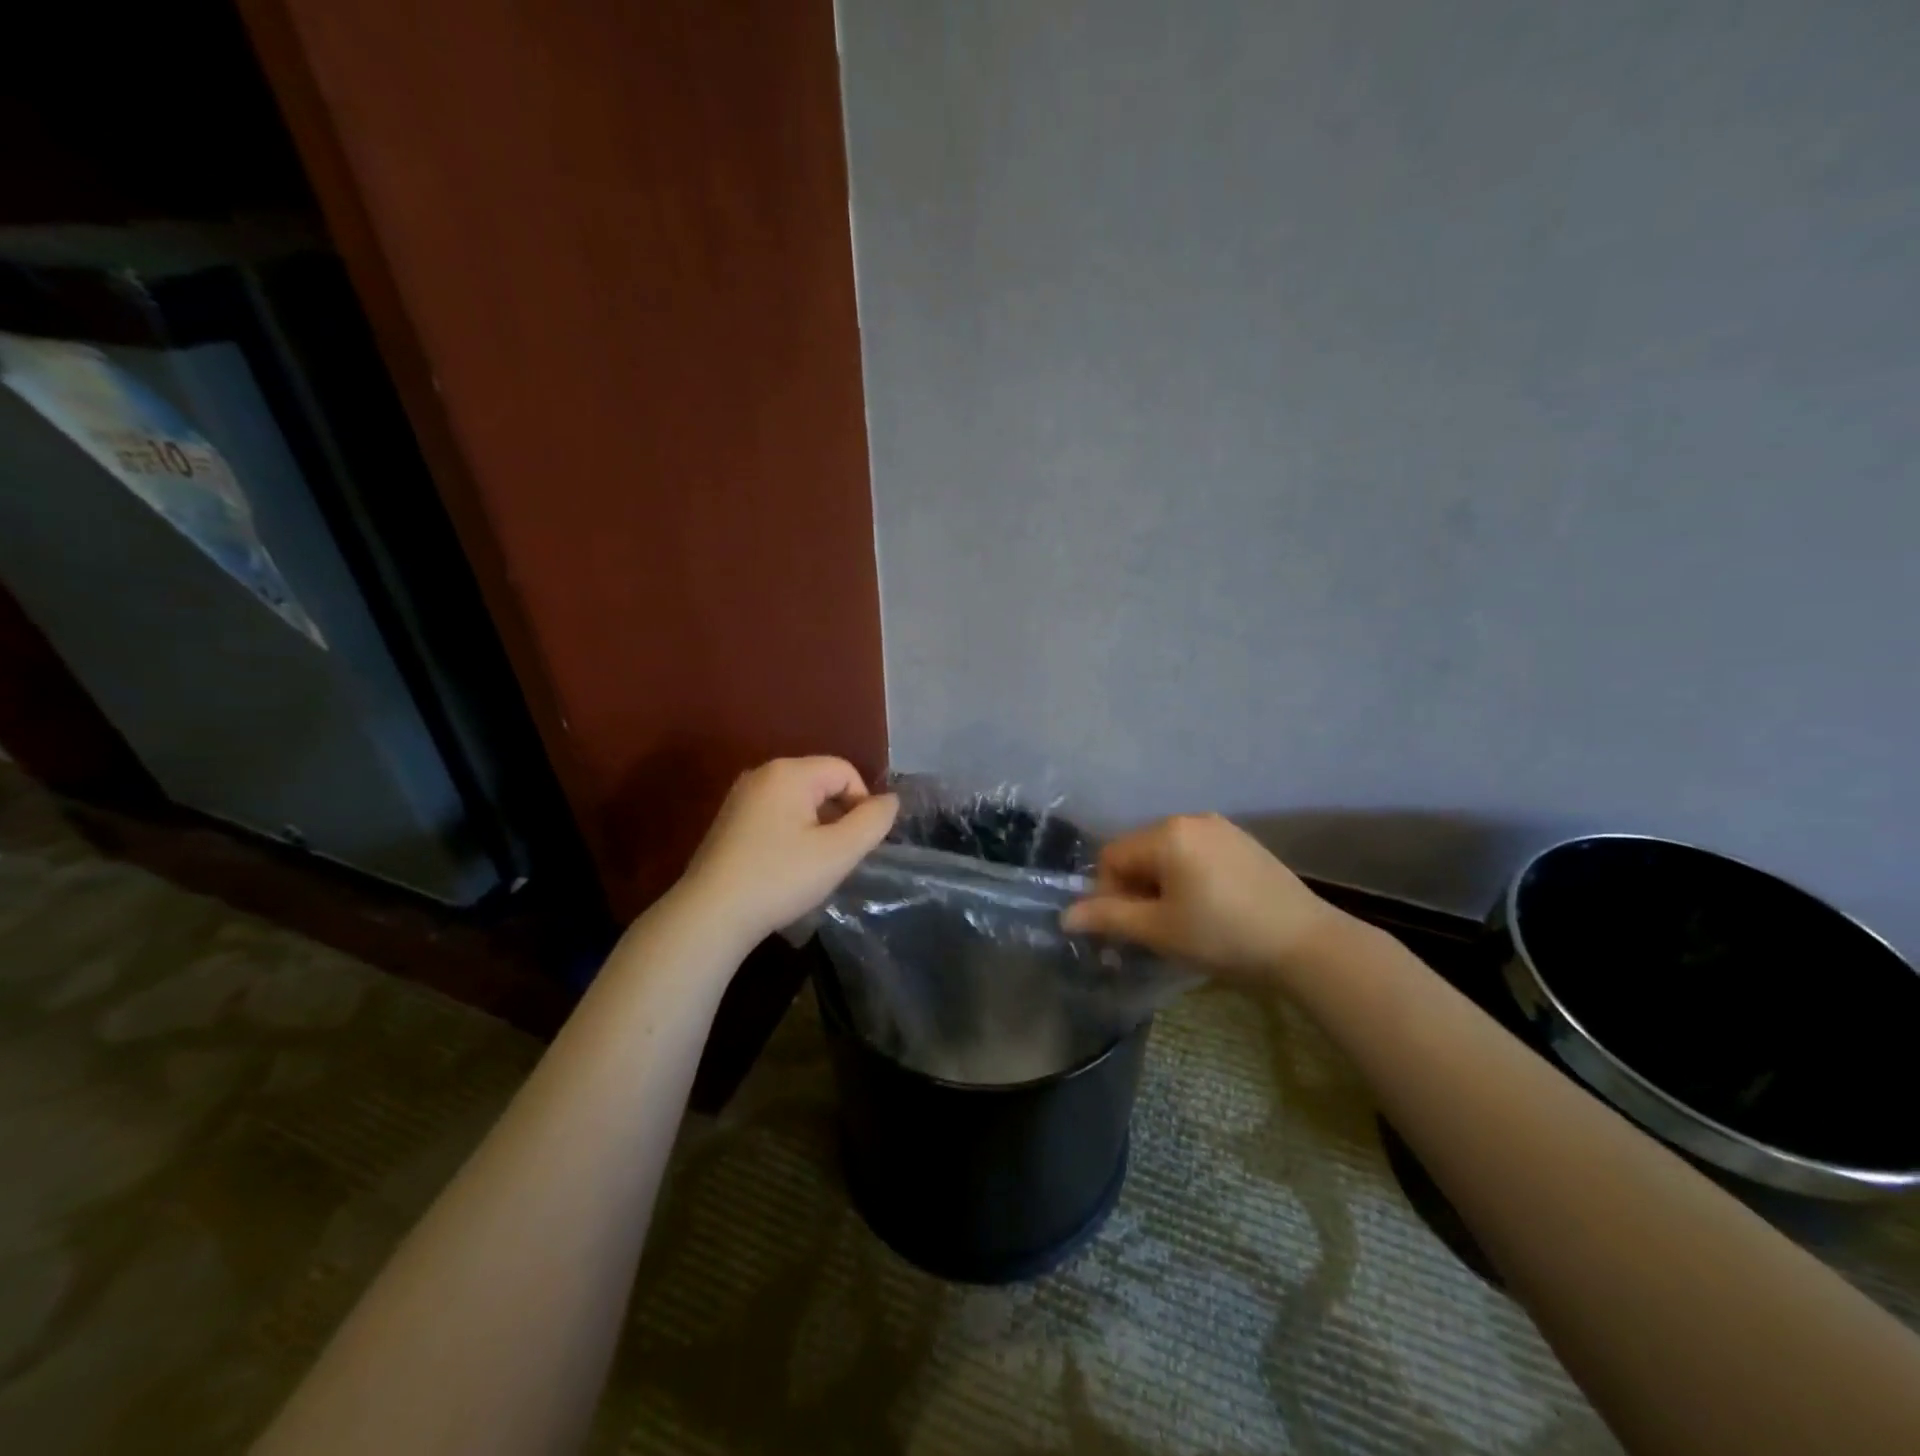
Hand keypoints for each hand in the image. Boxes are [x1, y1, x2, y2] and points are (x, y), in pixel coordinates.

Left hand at [679, 757, 898, 941]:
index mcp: (789, 772)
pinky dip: (791, 834)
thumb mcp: (839, 852)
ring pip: (799, 801)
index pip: (845, 771)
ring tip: (813, 866)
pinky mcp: (729, 821)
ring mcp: (741, 797)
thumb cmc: (780, 878)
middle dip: (839, 816)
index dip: (862, 804)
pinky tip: (785, 868)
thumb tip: (890, 800)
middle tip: (837, 857)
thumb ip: (873, 821)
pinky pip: (776, 815)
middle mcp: (763, 774)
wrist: (710, 915)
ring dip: (816, 828)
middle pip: (821, 783)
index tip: (857, 844)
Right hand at [1061, 813, 1344, 983]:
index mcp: (1166, 833)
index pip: (1112, 857)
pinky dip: (1188, 878)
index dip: (1108, 894)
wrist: (1306, 943)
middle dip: (1135, 890)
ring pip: (1168, 854)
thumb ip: (1109, 918)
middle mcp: (1190, 819)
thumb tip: (1066, 917)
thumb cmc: (1223, 935)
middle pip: (1139, 852)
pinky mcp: (1243, 842)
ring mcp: (1221, 828)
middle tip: (1153, 930)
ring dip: (1161, 885)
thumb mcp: (1159, 930)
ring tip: (1181, 922)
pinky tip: (1209, 908)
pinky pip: (1197, 854)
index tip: (1126, 930)